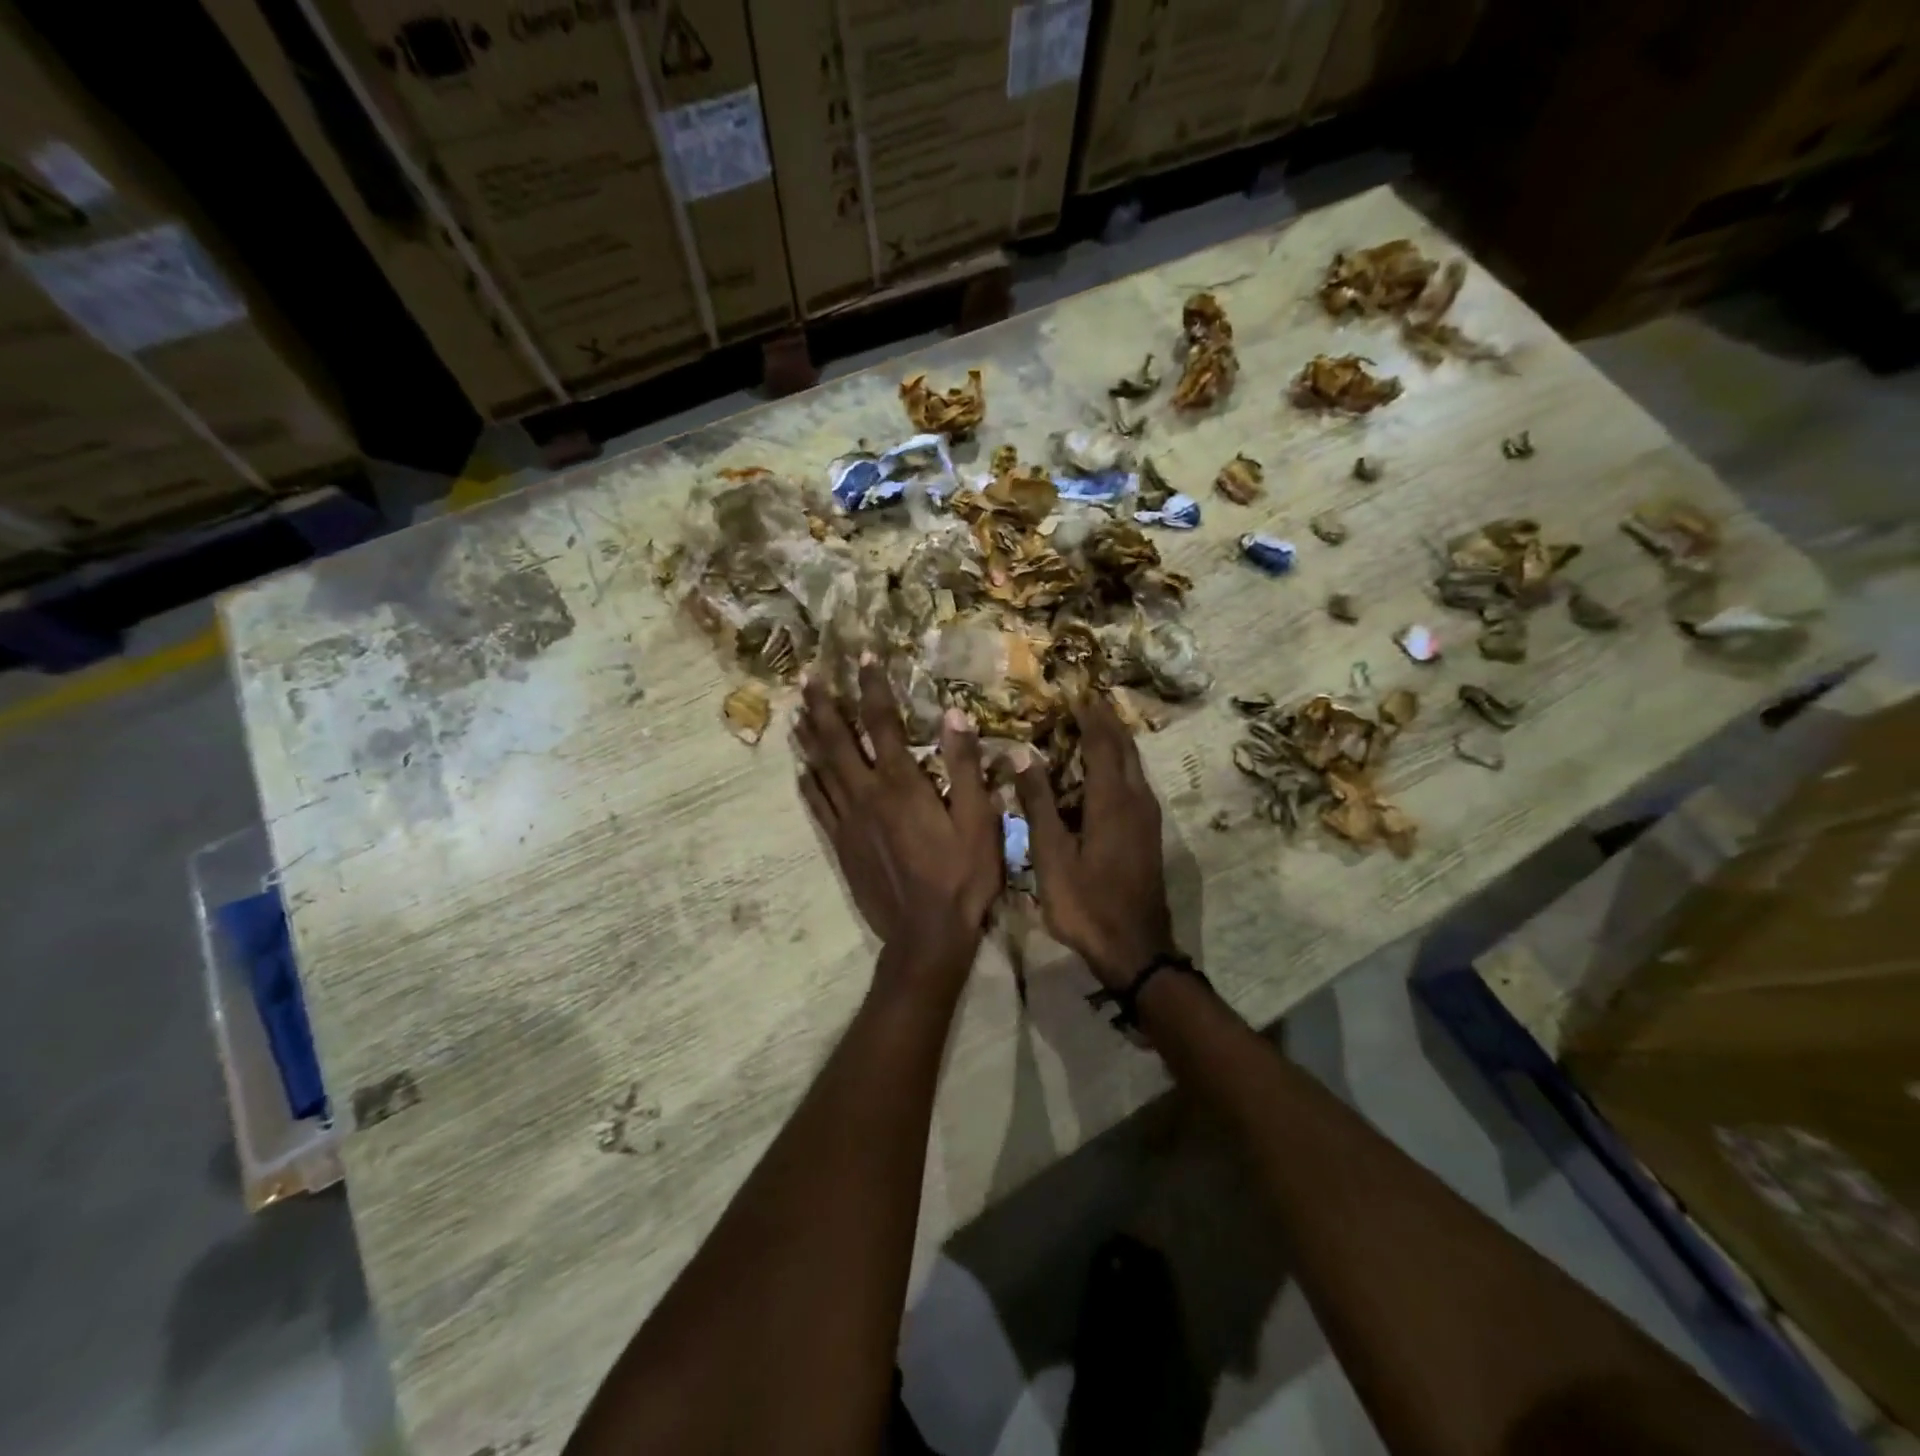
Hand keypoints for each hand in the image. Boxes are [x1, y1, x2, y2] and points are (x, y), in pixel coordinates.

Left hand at [794, 658, 1001, 978]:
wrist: (925, 935)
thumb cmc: (961, 877)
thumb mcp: (979, 821)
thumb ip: (966, 767)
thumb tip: (955, 715)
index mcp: (902, 784)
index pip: (883, 723)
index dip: (872, 686)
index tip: (863, 656)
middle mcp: (867, 794)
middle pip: (837, 740)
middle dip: (824, 705)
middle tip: (808, 677)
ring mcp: (848, 821)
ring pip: (820, 769)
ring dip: (809, 738)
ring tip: (797, 712)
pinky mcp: (840, 845)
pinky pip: (817, 805)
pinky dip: (807, 782)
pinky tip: (800, 770)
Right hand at [1015, 695, 1176, 989]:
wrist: (1135, 950)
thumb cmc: (1086, 904)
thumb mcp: (1051, 855)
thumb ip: (1038, 802)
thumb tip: (1023, 752)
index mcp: (1112, 800)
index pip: (1102, 743)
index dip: (1089, 715)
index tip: (1074, 692)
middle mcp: (1136, 800)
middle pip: (1125, 748)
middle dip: (1106, 721)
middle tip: (1085, 700)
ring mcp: (1147, 817)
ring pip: (1134, 764)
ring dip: (1114, 741)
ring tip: (1092, 726)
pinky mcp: (1149, 833)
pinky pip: (1135, 782)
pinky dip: (1119, 764)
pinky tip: (1103, 771)